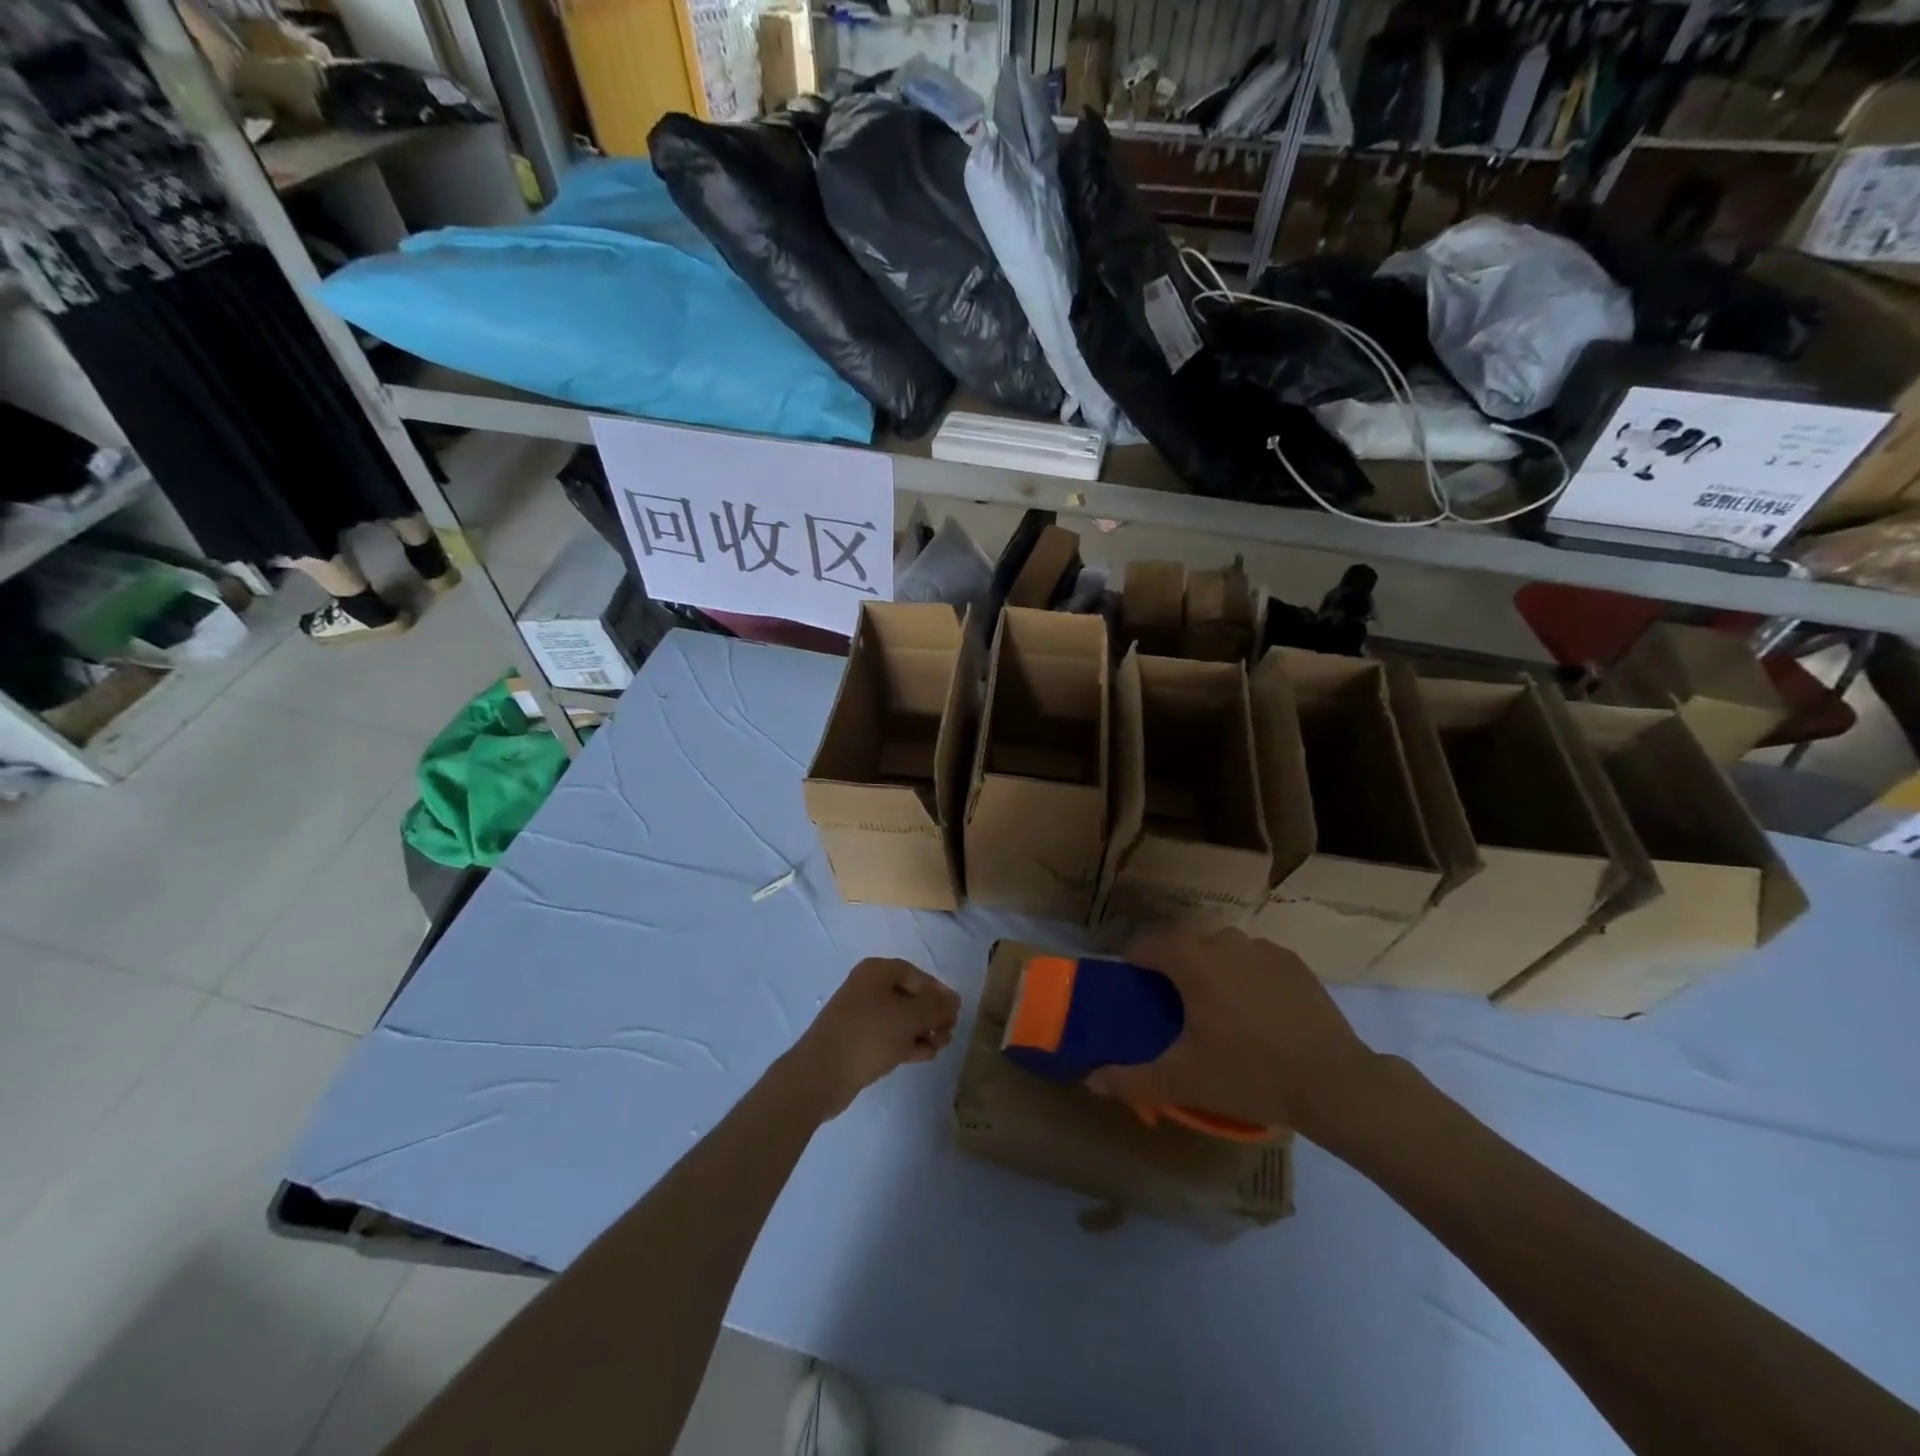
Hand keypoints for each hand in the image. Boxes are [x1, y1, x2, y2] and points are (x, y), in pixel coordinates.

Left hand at [781, 958, 961, 1119]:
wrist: (820, 1074)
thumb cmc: (868, 1035)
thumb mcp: (909, 1018)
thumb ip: (936, 1006)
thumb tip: (955, 999)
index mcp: (876, 971)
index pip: (916, 975)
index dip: (937, 992)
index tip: (953, 1012)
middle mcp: (867, 987)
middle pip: (909, 996)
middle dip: (932, 1014)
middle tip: (948, 1033)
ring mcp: (860, 1015)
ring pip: (900, 1018)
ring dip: (923, 1031)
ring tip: (940, 1047)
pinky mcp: (857, 1040)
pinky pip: (889, 1035)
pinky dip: (908, 1043)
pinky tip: (925, 1055)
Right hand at [1086, 928, 1379, 1138]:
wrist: (1334, 1083)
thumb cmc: (1249, 1073)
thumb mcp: (1183, 1080)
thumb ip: (1131, 1079)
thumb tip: (1092, 1079)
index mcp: (1191, 959)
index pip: (1146, 946)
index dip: (1134, 968)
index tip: (1135, 996)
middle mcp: (1224, 941)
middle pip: (1184, 949)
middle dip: (1174, 975)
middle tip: (1177, 1016)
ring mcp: (1263, 949)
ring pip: (1221, 954)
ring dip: (1212, 975)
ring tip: (1220, 1017)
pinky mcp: (1294, 963)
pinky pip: (1254, 963)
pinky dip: (1247, 980)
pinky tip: (1258, 1017)